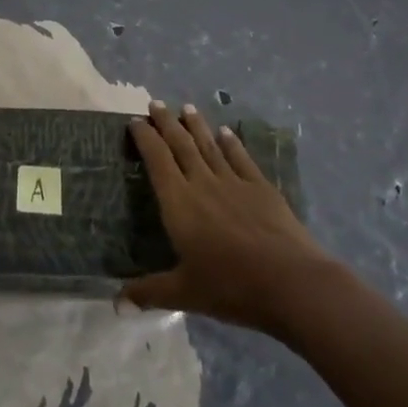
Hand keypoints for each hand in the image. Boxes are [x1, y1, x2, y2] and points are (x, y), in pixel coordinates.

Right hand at [121, 101, 332, 335]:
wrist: (291, 283)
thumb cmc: (231, 287)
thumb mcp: (184, 294)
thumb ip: (149, 292)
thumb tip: (115, 303)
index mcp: (179, 203)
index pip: (156, 160)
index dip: (144, 138)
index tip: (135, 121)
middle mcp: (202, 183)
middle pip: (180, 144)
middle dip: (166, 122)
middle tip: (156, 103)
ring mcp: (234, 182)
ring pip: (209, 145)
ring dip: (196, 125)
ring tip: (186, 107)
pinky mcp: (261, 188)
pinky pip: (241, 158)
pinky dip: (231, 143)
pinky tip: (226, 132)